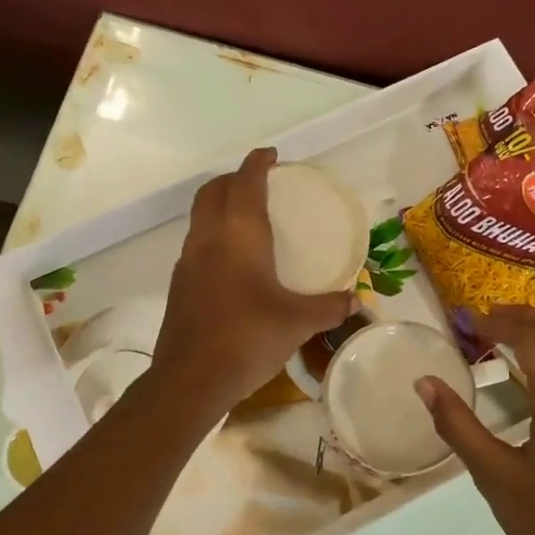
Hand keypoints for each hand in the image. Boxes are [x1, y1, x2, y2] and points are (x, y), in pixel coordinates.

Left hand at [152, 148, 358, 414]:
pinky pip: (196, 244)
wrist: (191, 379)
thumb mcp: (298, 322)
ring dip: (219, 205)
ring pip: (200, 216)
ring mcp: (187, 261)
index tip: (271, 155)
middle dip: (234, 179)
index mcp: (239, 235)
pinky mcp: (179, 284)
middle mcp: (208, 238)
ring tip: (246, 218)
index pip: (246, 182)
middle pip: (213, 191)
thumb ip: (329, 307)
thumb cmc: (248, 338)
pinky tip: (232, 262)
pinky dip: (213, 235)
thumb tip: (356, 302)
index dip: (258, 163)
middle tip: (258, 183)